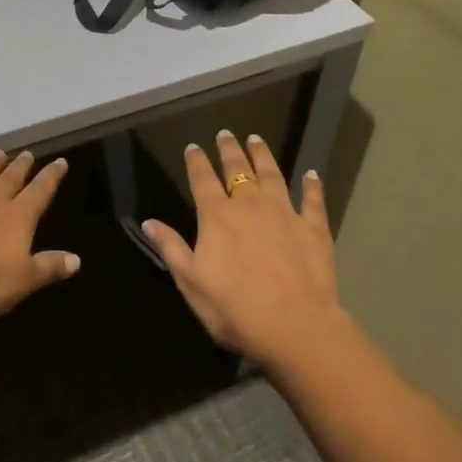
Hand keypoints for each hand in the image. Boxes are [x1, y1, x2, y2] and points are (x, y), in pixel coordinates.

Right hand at [143, 131, 352, 371]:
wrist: (296, 328)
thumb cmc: (236, 309)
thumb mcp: (191, 283)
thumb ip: (171, 248)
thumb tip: (148, 222)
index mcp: (217, 216)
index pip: (202, 179)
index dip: (196, 161)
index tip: (193, 146)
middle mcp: (250, 205)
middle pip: (238, 169)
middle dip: (230, 150)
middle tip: (226, 133)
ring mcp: (284, 213)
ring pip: (272, 175)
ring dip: (263, 156)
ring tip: (256, 140)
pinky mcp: (313, 229)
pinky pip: (313, 201)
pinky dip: (312, 186)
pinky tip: (312, 175)